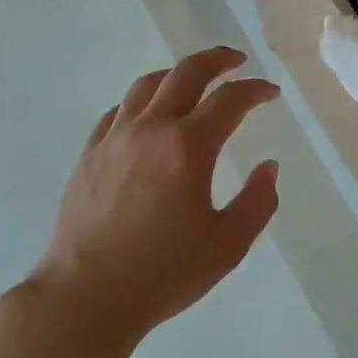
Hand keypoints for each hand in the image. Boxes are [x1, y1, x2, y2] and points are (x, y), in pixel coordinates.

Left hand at [25, 47, 280, 347]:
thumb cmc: (164, 273)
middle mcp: (150, 130)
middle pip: (186, 74)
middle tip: (237, 60)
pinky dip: (141, 102)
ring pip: (146, 86)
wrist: (86, 297)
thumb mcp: (228, 244)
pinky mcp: (89, 156)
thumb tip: (268, 167)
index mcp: (188, 147)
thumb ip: (258, 201)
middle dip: (217, 60)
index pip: (230, 101)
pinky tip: (147, 116)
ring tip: (194, 80)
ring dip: (176, 74)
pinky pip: (117, 112)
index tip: (271, 93)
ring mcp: (113, 139)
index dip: (255, 90)